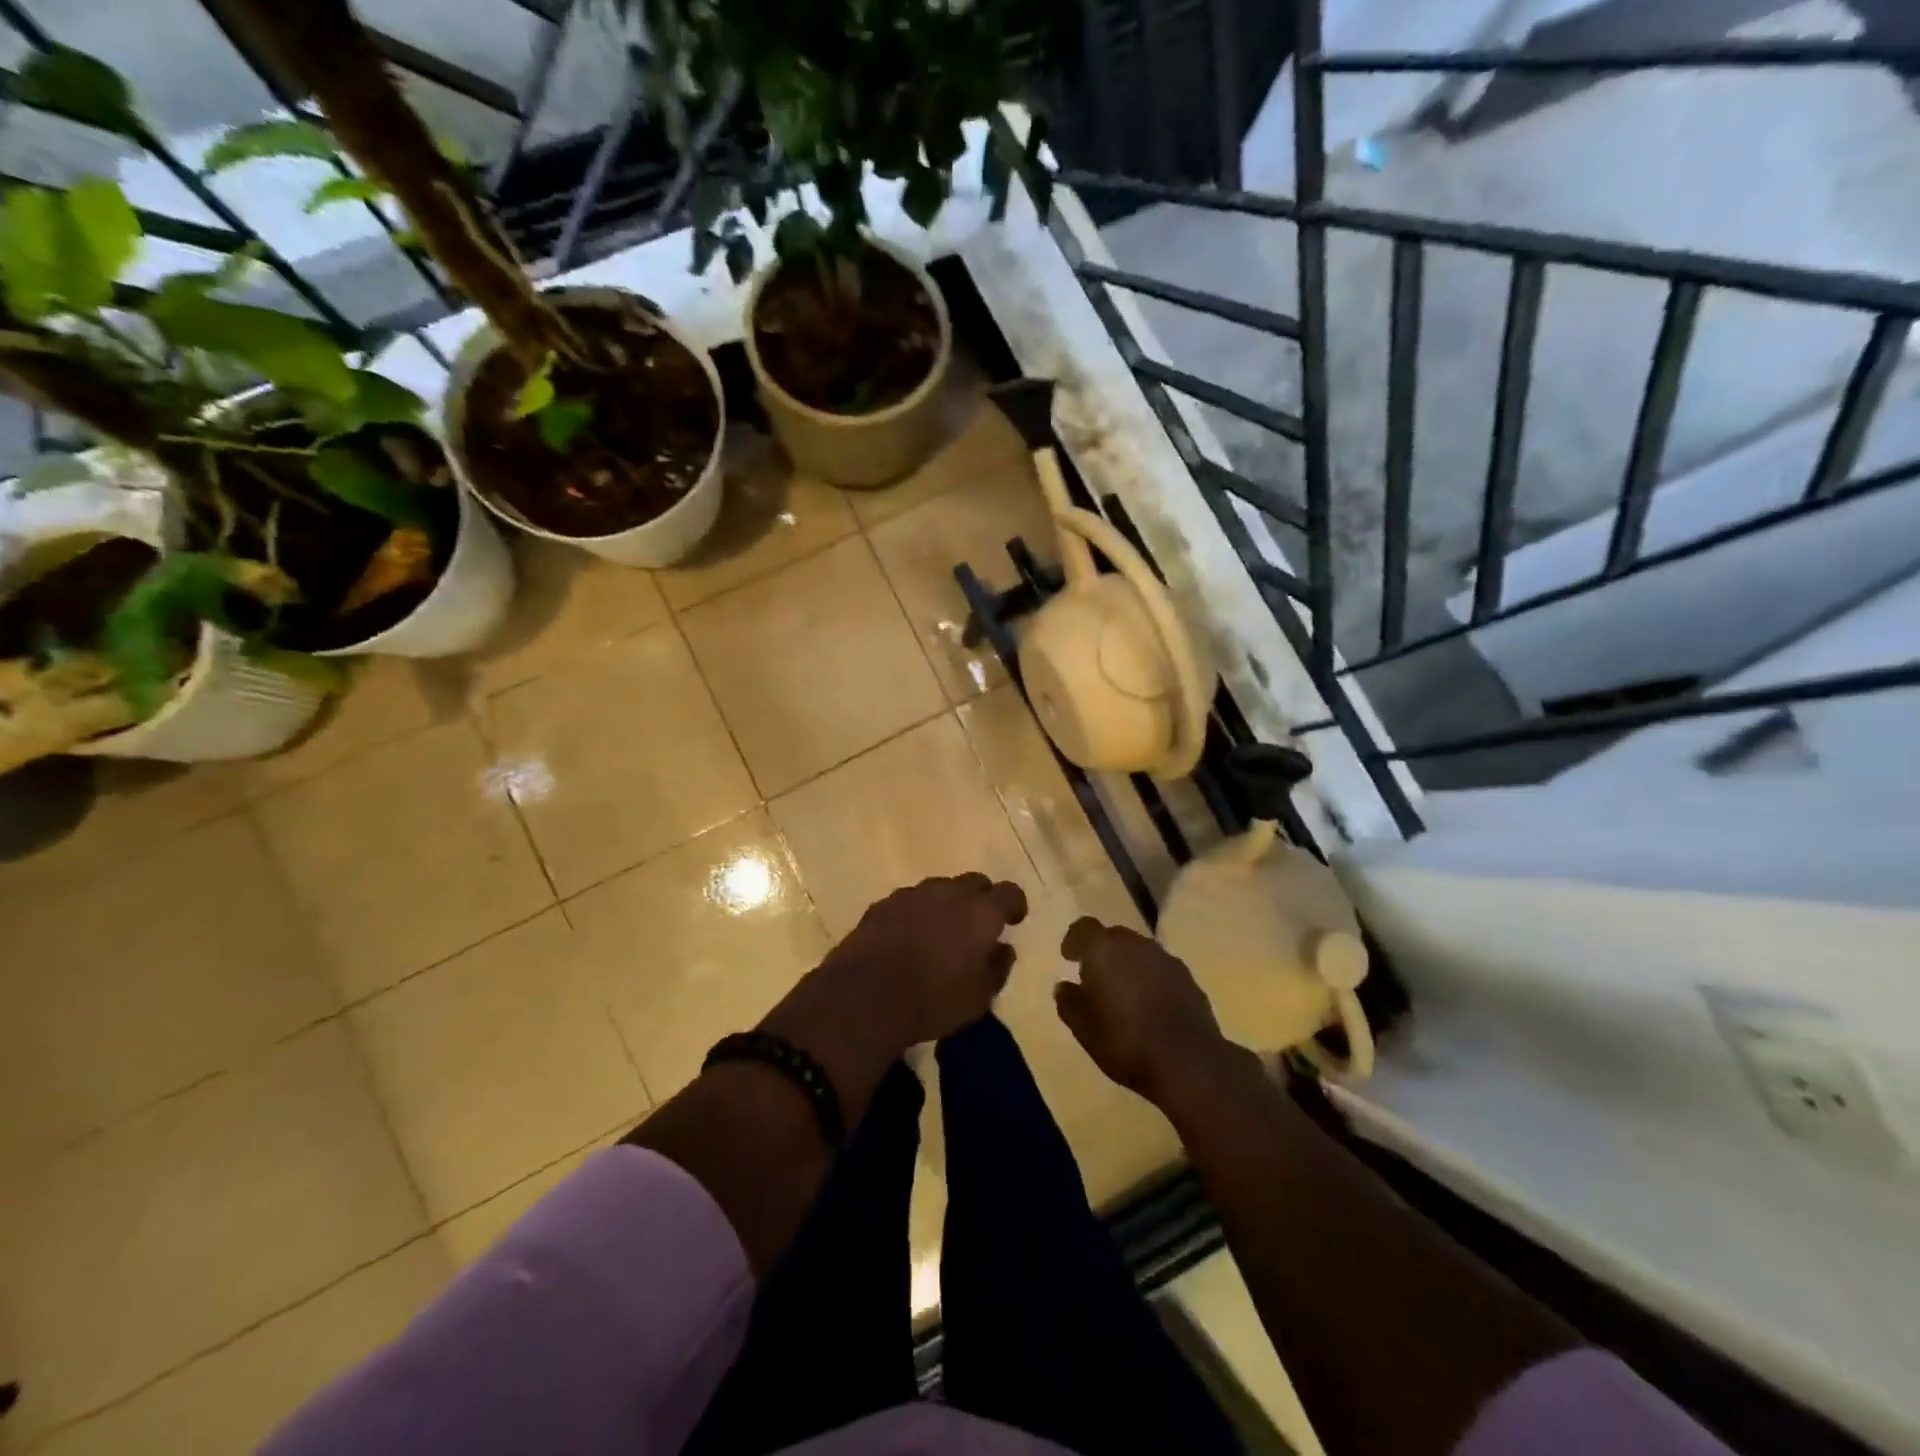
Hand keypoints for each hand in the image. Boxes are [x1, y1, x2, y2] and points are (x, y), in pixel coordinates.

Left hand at [778, 874, 1028, 1058]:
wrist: (866, 997)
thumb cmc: (934, 1001)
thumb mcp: (979, 998)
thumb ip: (997, 968)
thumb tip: (1003, 949)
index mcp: (981, 912)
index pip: (1009, 893)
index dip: (1014, 905)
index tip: (1014, 920)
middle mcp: (949, 892)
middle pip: (973, 882)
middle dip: (980, 899)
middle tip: (977, 926)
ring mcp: (912, 894)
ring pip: (938, 889)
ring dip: (945, 905)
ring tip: (940, 933)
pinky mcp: (882, 905)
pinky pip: (908, 902)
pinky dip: (915, 914)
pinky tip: (908, 939)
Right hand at [1055, 918, 1233, 1105]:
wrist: (1189, 1062)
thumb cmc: (1125, 1041)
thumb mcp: (1084, 1029)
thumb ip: (1069, 1003)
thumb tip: (1064, 987)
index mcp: (1104, 949)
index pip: (1083, 928)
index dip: (1074, 941)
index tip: (1069, 958)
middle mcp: (1135, 944)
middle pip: (1113, 937)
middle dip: (1102, 953)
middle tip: (1094, 978)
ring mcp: (1166, 959)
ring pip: (1139, 952)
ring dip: (1128, 965)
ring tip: (1122, 993)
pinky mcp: (1189, 978)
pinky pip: (1160, 970)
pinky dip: (1150, 980)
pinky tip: (1150, 1006)